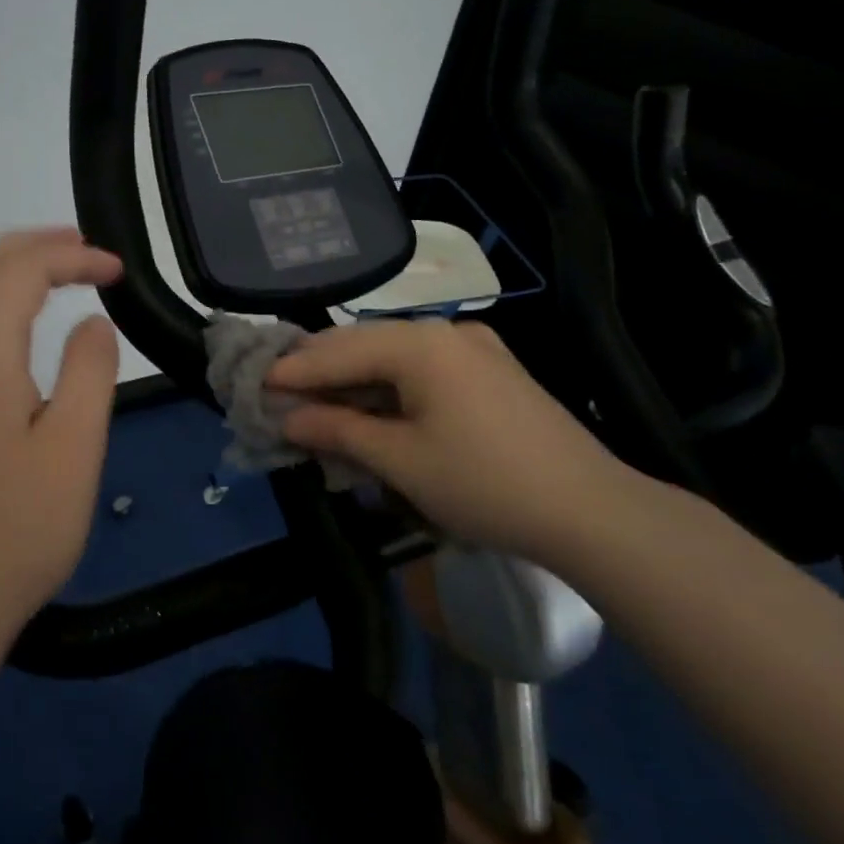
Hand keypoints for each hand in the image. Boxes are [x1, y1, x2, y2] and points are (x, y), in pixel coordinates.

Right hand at [268, 319, 656, 560]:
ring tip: (315, 406)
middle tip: (277, 394)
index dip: (294, 370)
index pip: (339, 351)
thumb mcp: (400, 460)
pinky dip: (388, 390)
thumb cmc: (484, 483)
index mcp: (421, 343)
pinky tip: (369, 412)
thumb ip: (338, 431)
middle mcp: (446, 332)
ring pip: (393, 359)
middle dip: (320, 373)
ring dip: (353, 383)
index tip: (253, 383)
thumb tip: (288, 417)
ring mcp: (474, 349)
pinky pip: (422, 372)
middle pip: (364, 346)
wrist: (590, 511)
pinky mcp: (491, 372)